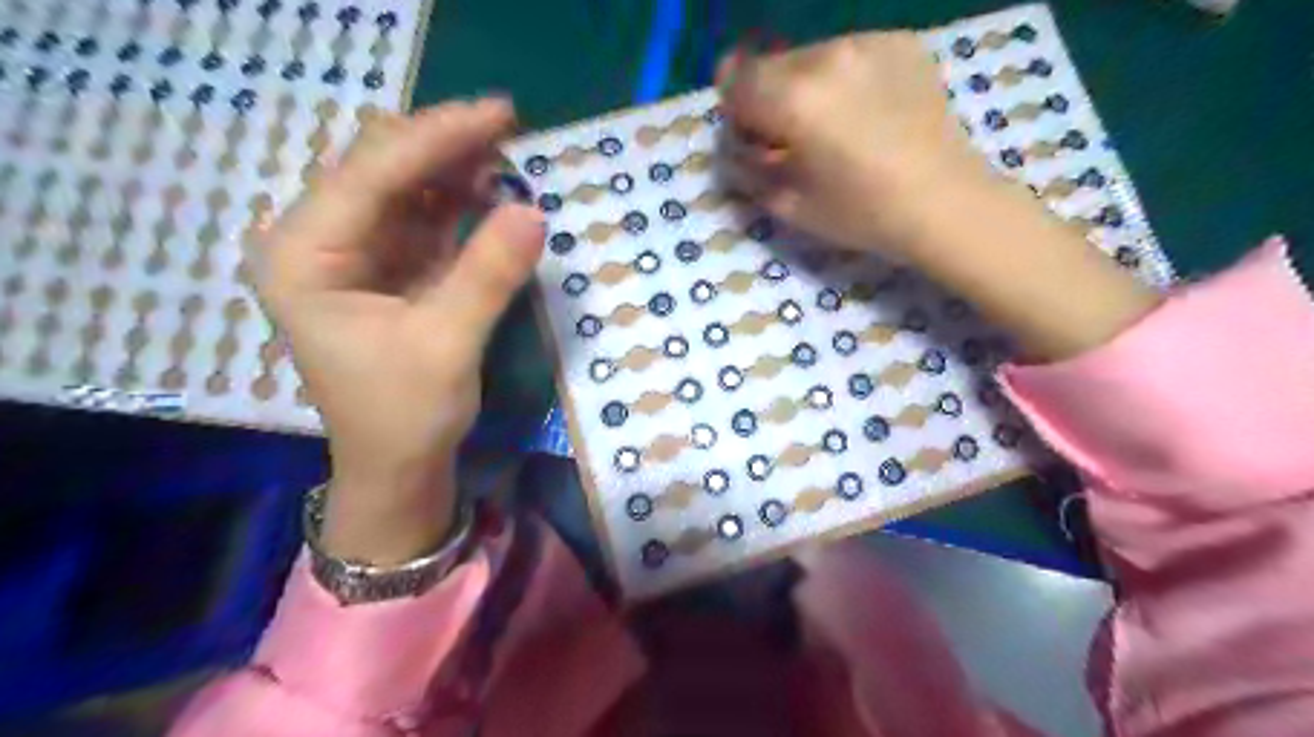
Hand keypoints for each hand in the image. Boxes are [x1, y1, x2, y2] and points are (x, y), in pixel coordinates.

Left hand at [251, 99, 543, 562]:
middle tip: (508, 127)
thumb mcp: (447, 345)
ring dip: (455, 169)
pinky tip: (491, 192)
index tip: (499, 113)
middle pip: (381, 168)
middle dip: (443, 144)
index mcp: (304, 257)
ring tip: (507, 155)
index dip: (436, 138)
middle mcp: (318, 242)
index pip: (370, 174)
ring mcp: (354, 253)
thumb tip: (534, 210)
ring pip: (405, 187)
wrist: (397, 466)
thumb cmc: (405, 415)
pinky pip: (424, 218)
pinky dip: (460, 202)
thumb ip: (488, 275)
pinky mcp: (388, 268)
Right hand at [717, 32, 997, 253]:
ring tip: (834, 127)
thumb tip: (731, 142)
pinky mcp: (900, 42)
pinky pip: (849, 54)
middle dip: (769, 98)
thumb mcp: (786, 204)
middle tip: (792, 138)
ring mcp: (868, 42)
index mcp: (794, 99)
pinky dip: (843, 79)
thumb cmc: (862, 214)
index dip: (736, 112)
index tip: (753, 139)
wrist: (945, 203)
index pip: (734, 82)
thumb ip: (745, 166)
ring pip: (809, 56)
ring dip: (806, 87)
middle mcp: (827, 56)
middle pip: (770, 64)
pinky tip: (867, 113)